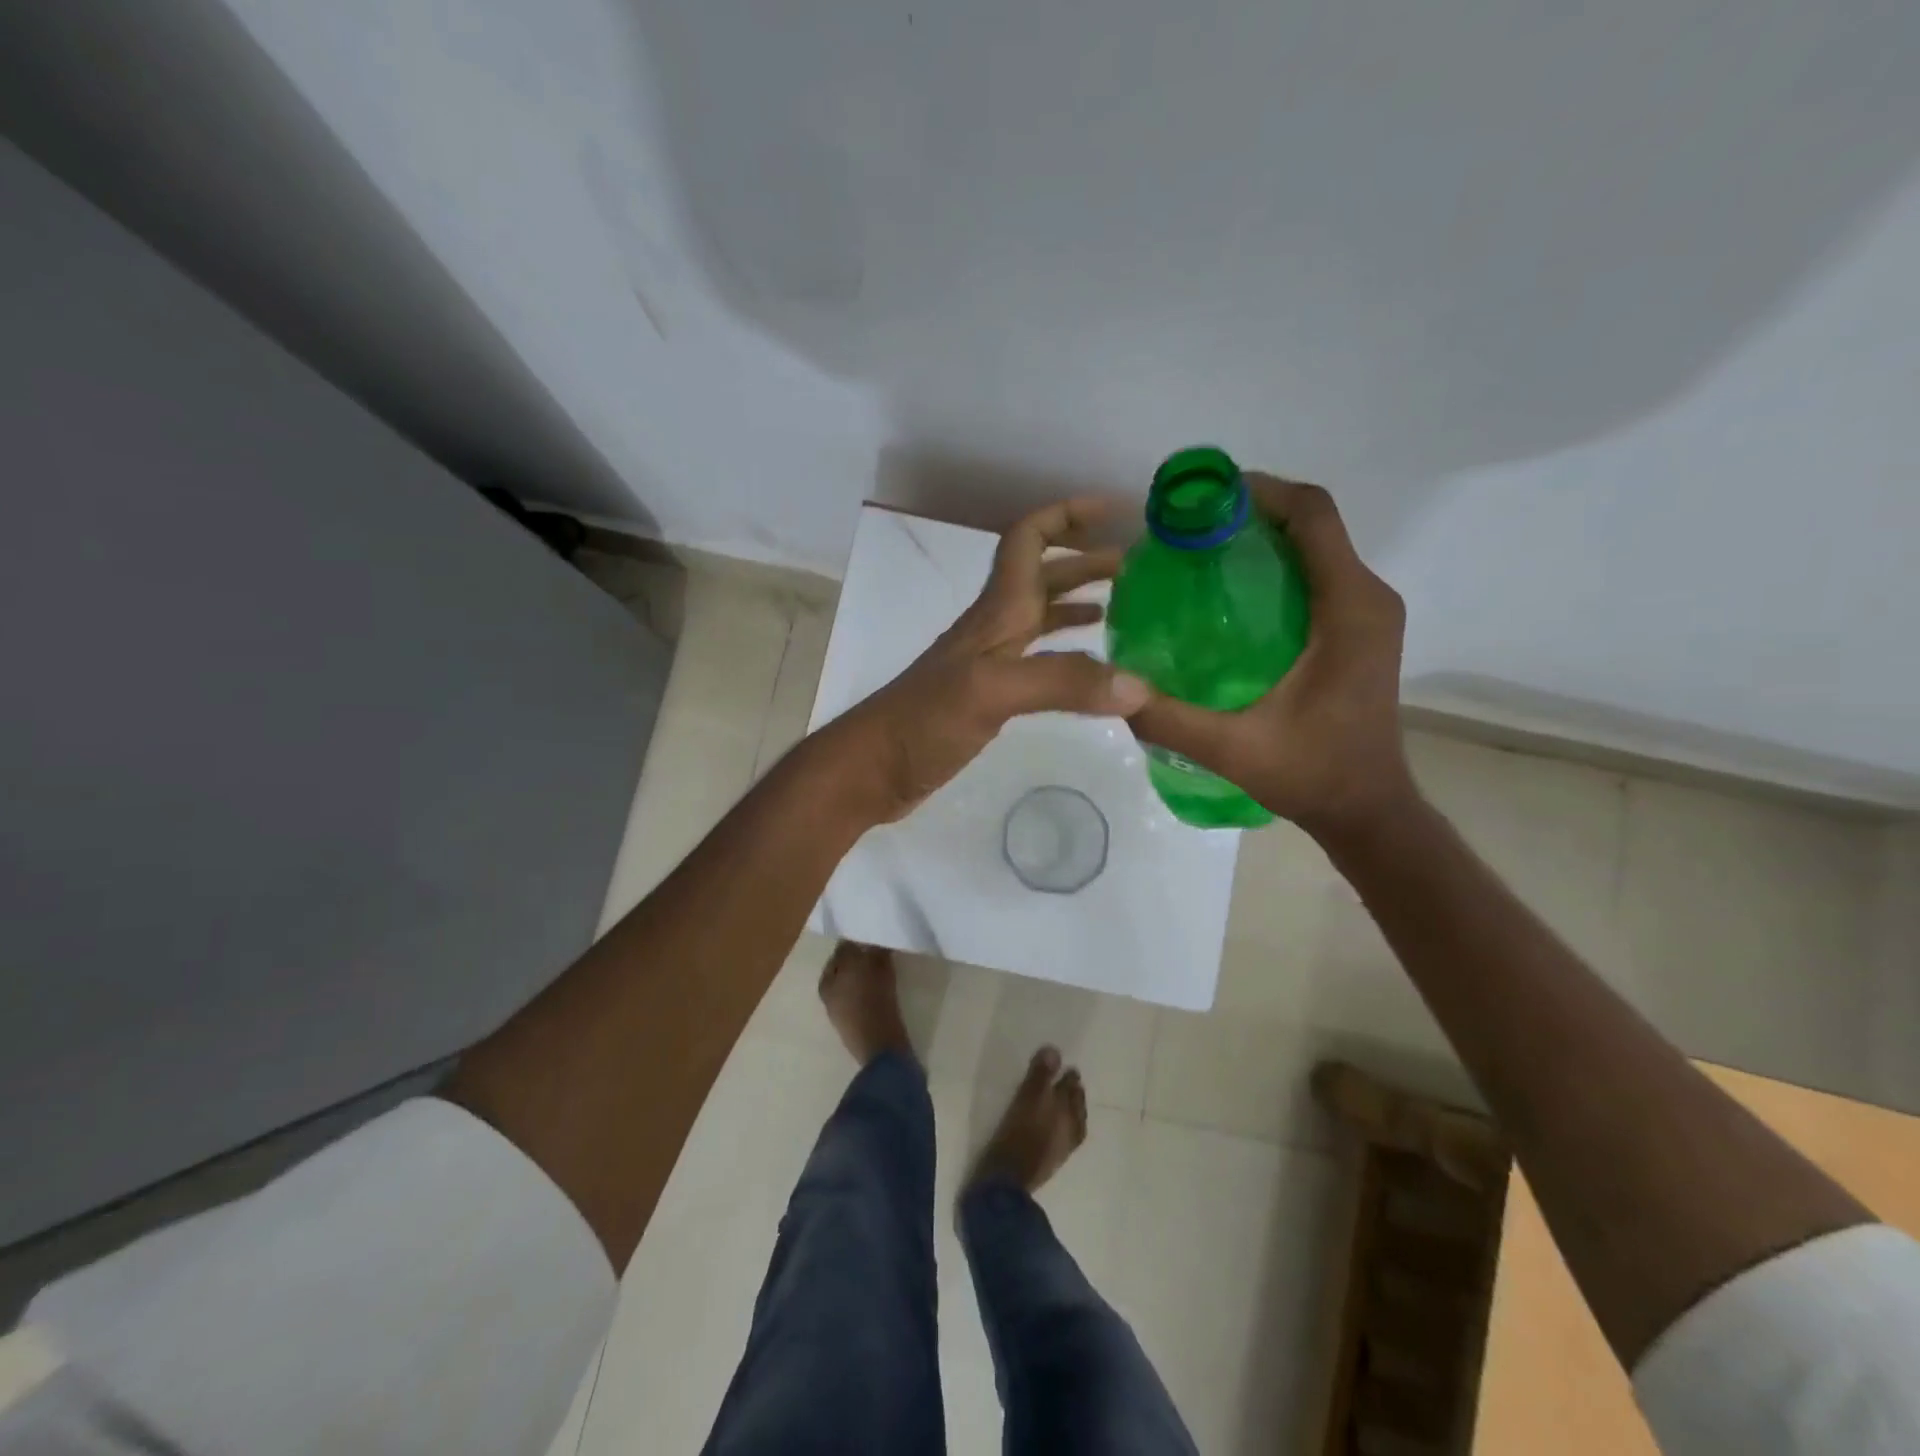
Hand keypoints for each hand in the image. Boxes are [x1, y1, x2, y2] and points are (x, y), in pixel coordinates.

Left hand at [837, 499, 1151, 822]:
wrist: (873, 768)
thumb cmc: (923, 720)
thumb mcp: (991, 692)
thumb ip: (1062, 682)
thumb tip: (1138, 686)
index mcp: (996, 612)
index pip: (1028, 540)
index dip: (1066, 515)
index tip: (1113, 509)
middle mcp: (994, 628)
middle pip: (1042, 577)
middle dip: (1085, 561)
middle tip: (1135, 566)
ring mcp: (989, 664)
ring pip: (1040, 618)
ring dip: (1078, 603)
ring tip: (1123, 607)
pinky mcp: (988, 698)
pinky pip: (1037, 660)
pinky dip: (1067, 653)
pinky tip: (1088, 670)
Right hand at [1129, 476, 1417, 845]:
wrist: (1367, 810)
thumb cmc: (1312, 774)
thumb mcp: (1230, 748)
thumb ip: (1168, 717)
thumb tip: (1112, 685)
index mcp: (1349, 608)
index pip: (1312, 516)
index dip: (1259, 492)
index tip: (1201, 500)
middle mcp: (1368, 598)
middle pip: (1312, 525)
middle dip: (1250, 513)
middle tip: (1186, 532)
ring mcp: (1367, 614)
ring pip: (1315, 549)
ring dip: (1262, 540)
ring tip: (1198, 557)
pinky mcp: (1359, 631)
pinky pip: (1318, 577)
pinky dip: (1276, 569)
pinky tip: (1228, 599)